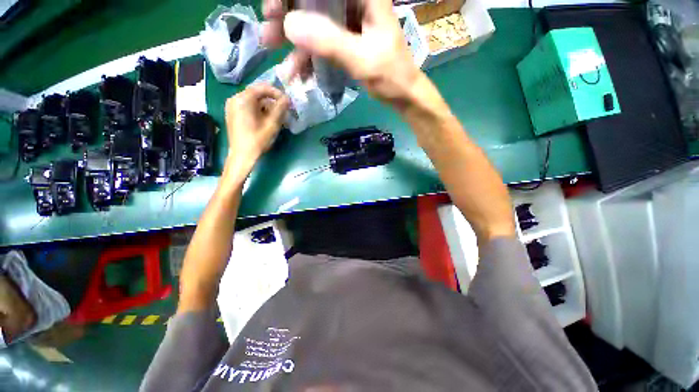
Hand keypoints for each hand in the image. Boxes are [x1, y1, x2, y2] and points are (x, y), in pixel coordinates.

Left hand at [224, 84, 289, 176]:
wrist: (242, 155)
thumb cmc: (257, 140)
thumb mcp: (272, 124)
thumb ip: (280, 109)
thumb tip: (287, 98)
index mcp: (243, 100)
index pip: (262, 88)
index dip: (276, 93)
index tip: (286, 101)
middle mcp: (234, 99)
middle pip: (256, 94)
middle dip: (271, 100)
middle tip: (283, 109)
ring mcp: (231, 106)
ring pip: (252, 100)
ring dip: (265, 106)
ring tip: (276, 116)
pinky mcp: (232, 113)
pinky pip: (247, 106)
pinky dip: (258, 109)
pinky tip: (265, 119)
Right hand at [262, 0, 422, 107]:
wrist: (403, 95)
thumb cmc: (392, 76)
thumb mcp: (363, 59)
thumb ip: (330, 41)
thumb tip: (289, 25)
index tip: (275, 7)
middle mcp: (354, 2)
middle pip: (313, 0)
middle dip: (288, 13)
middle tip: (267, 30)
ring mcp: (348, 22)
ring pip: (313, 20)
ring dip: (292, 39)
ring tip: (276, 56)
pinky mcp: (345, 40)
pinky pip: (320, 42)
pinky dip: (307, 57)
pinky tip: (297, 72)